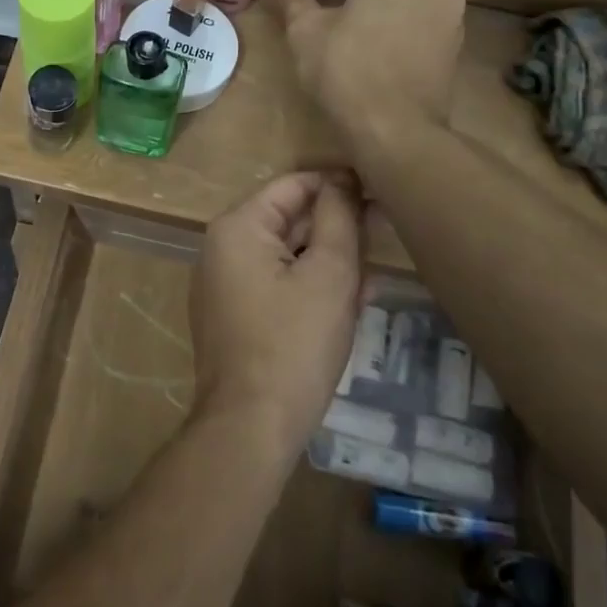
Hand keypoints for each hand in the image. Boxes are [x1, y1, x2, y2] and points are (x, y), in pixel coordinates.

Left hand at [190, 172, 364, 458]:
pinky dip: (309, 287)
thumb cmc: (294, 344)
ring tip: (371, 280)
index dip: (339, 185)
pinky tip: (347, 305)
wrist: (251, 426)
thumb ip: (339, 218)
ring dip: (328, 261)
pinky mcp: (231, 314)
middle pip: (288, 219)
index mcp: (237, 227)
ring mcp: (222, 283)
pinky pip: (275, 284)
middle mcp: (220, 247)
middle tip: (385, 239)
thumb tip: (344, 181)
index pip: (293, 185)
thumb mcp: (329, 274)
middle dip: (336, 229)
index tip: (382, 193)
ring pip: (286, 254)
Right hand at [267, 0, 465, 159]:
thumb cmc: (347, 71)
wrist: (397, 132)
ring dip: (364, 1)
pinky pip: (414, 17)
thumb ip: (292, 1)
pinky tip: (364, 47)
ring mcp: (450, 10)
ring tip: (333, 27)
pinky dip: (388, 22)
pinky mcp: (454, 41)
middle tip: (308, 3)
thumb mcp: (306, 32)